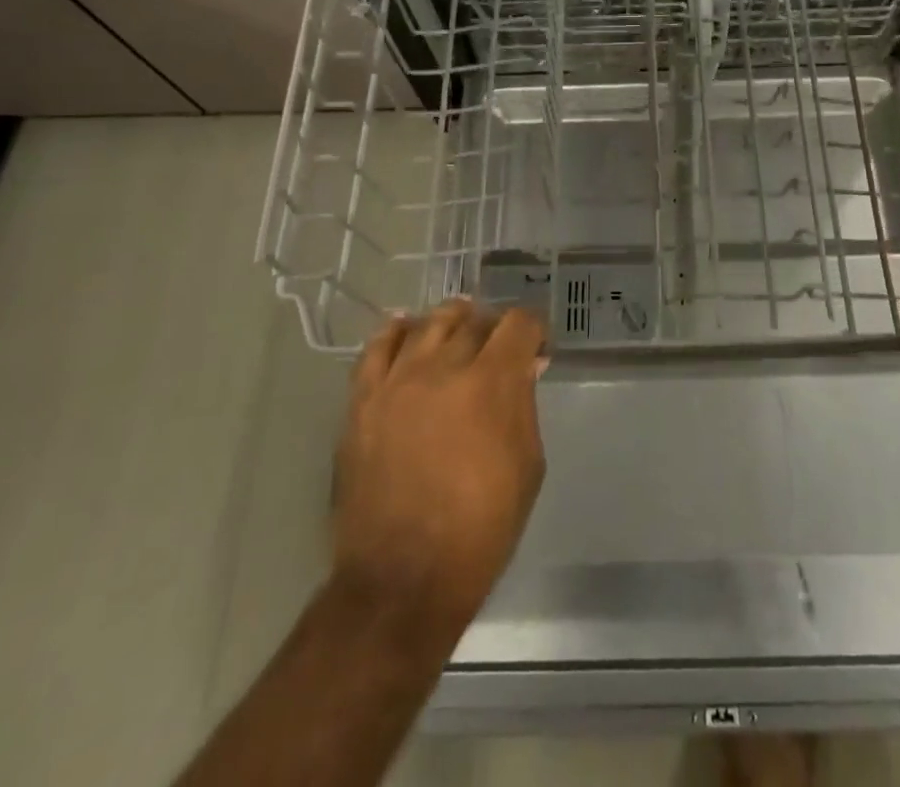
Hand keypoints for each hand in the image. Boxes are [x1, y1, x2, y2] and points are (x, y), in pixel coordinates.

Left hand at [330, 298, 547, 640]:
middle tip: (500, 350)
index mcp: (492, 382)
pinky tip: (408, 328)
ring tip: (460, 333)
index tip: (536, 348)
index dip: (534, 330)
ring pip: (429, 322)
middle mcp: (444, 367)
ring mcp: (397, 380)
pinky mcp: (363, 399)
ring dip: (452, 321)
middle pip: (474, 319)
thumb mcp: (528, 465)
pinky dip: (397, 330)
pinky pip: (377, 346)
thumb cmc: (481, 529)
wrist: (402, 580)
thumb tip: (525, 367)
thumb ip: (525, 405)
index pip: (519, 323)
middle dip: (495, 328)